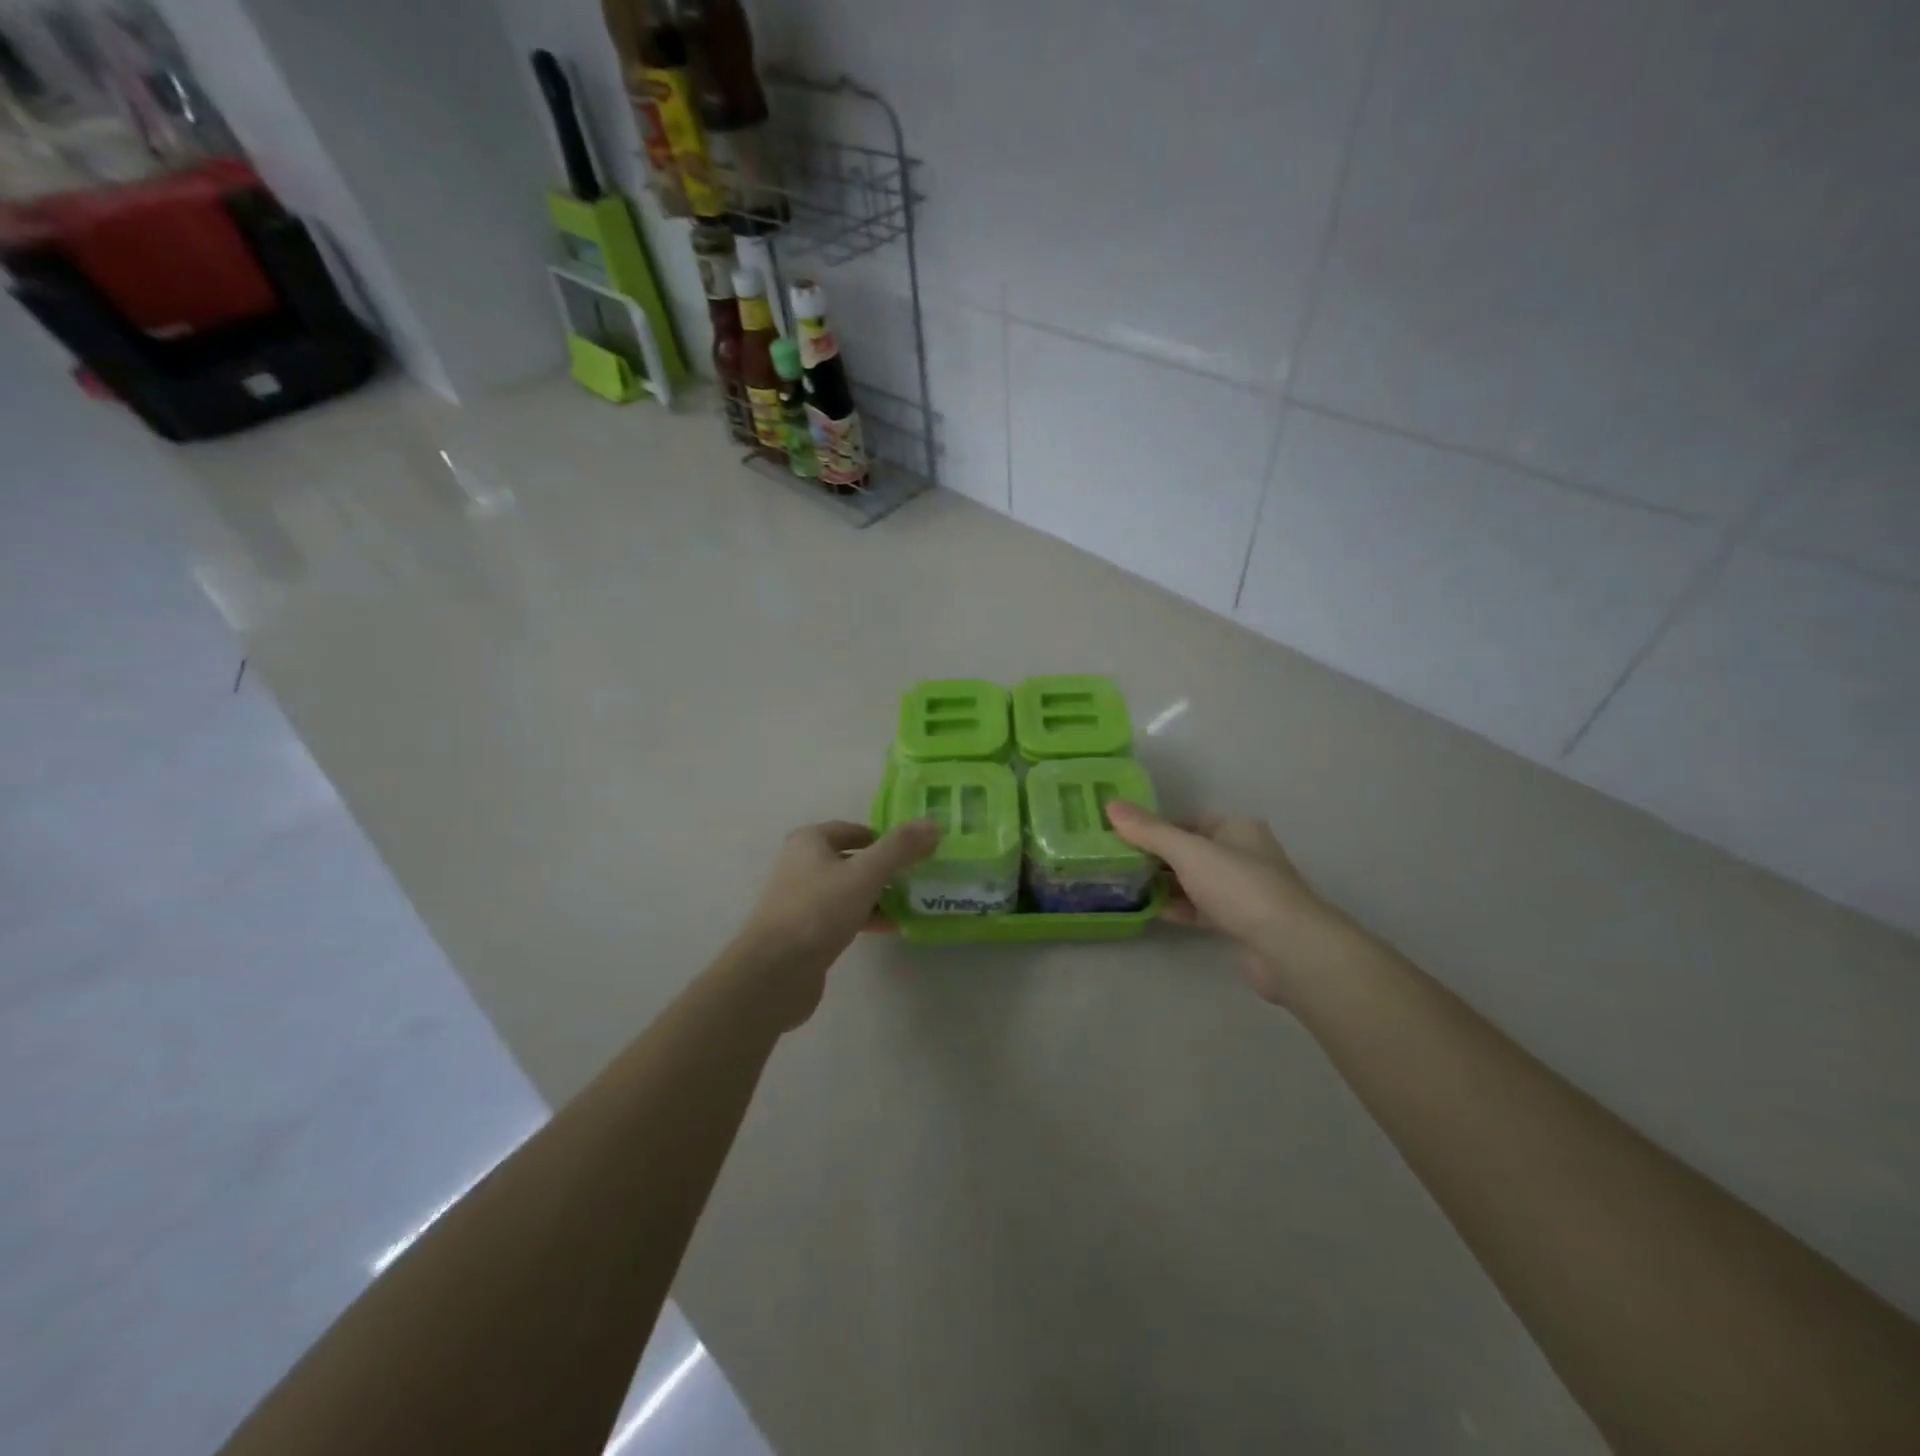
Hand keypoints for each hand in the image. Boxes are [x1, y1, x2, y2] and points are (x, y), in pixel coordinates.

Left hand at [730, 818, 938, 1028]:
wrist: (774, 972)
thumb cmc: (818, 910)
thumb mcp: (865, 873)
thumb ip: (900, 847)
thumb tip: (932, 823)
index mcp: (809, 842)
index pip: (854, 830)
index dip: (885, 837)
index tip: (915, 850)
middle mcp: (802, 865)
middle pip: (853, 860)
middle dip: (886, 868)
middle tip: (919, 876)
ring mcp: (802, 901)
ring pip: (850, 890)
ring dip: (879, 894)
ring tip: (914, 901)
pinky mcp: (807, 932)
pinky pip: (844, 916)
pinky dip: (868, 917)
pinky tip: (894, 926)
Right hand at [1105, 802, 1350, 1005]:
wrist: (1286, 947)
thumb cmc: (1239, 886)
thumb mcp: (1188, 851)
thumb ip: (1148, 831)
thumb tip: (1111, 805)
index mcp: (1237, 829)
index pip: (1188, 821)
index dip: (1154, 827)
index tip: (1120, 836)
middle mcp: (1242, 855)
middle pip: (1189, 851)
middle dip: (1155, 857)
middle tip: (1116, 862)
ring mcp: (1242, 892)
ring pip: (1194, 882)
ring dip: (1164, 885)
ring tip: (1124, 886)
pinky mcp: (1239, 924)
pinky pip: (1200, 909)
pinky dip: (1176, 908)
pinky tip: (1148, 911)